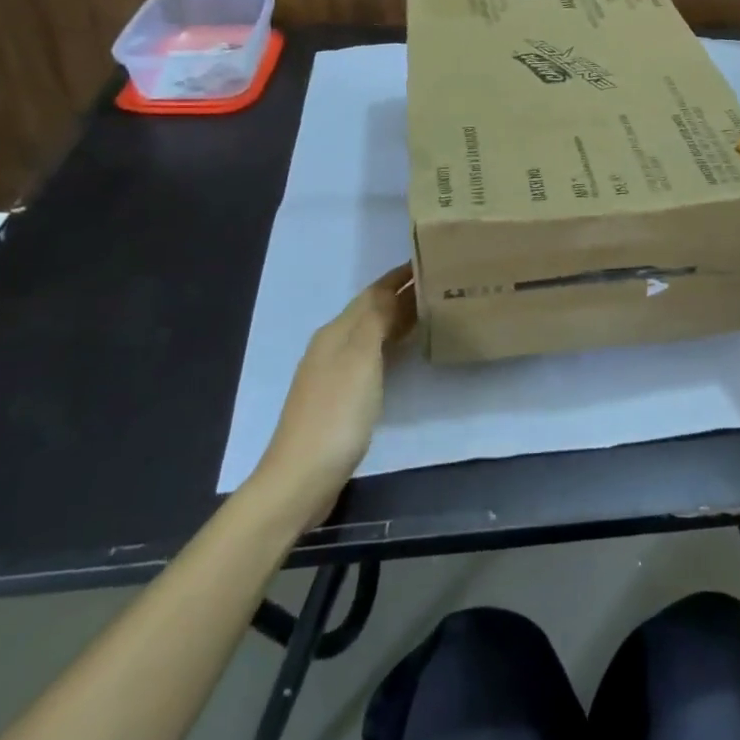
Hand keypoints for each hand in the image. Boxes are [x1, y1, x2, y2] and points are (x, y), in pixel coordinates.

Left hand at [249, 264, 416, 524]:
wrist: (301, 477)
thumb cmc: (336, 414)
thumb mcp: (360, 359)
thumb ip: (376, 320)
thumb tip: (391, 291)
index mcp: (336, 333)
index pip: (372, 293)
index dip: (398, 277)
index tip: (429, 261)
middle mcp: (332, 347)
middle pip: (370, 311)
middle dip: (400, 295)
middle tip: (438, 285)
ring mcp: (333, 374)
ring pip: (370, 334)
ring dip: (396, 319)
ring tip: (430, 311)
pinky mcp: (339, 399)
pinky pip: (371, 358)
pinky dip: (391, 346)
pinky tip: (405, 354)